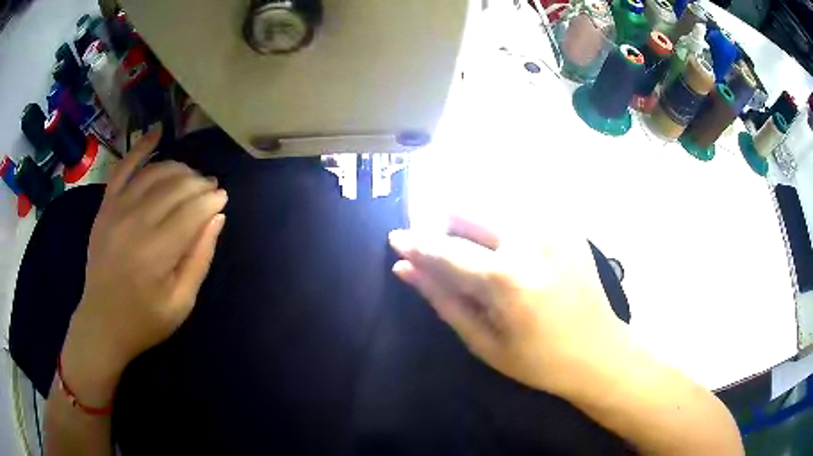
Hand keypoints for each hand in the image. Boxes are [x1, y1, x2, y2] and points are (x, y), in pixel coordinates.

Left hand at [61, 128, 226, 404]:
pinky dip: (141, 147)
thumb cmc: (144, 320)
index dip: (212, 200)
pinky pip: (123, 168)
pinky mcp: (105, 207)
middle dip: (199, 183)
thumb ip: (199, 259)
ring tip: (191, 178)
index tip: (223, 199)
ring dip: (179, 169)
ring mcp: (116, 210)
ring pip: (155, 173)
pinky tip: (157, 132)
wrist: (101, 323)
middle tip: (211, 189)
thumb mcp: (181, 303)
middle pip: (176, 187)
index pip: (192, 211)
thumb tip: (217, 217)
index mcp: (157, 252)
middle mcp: (136, 222)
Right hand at [389, 217, 628, 393]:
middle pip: (467, 210)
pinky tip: (508, 253)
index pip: (445, 248)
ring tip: (477, 258)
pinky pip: (519, 212)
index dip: (415, 242)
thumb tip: (405, 268)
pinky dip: (501, 225)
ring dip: (472, 224)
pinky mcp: (565, 225)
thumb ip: (443, 299)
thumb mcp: (483, 342)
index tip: (396, 239)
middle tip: (443, 255)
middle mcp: (529, 238)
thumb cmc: (540, 360)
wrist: (600, 352)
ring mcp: (552, 226)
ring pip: (491, 206)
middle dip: (444, 226)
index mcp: (506, 277)